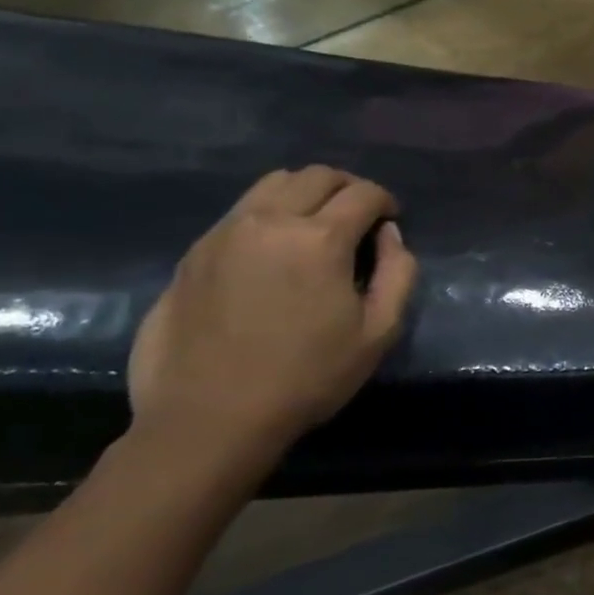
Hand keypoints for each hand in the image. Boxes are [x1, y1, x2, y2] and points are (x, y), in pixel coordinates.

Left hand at [126, 166, 419, 472]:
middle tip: (359, 216)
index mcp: (320, 239)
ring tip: (316, 223)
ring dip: (306, 192)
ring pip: (274, 183)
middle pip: (317, 175)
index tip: (391, 220)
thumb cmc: (306, 378)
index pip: (364, 193)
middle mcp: (270, 220)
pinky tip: (275, 248)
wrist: (208, 419)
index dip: (386, 201)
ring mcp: (225, 232)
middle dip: (348, 187)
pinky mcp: (194, 252)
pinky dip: (270, 212)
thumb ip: (399, 273)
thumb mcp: (379, 332)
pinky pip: (241, 209)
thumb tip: (389, 235)